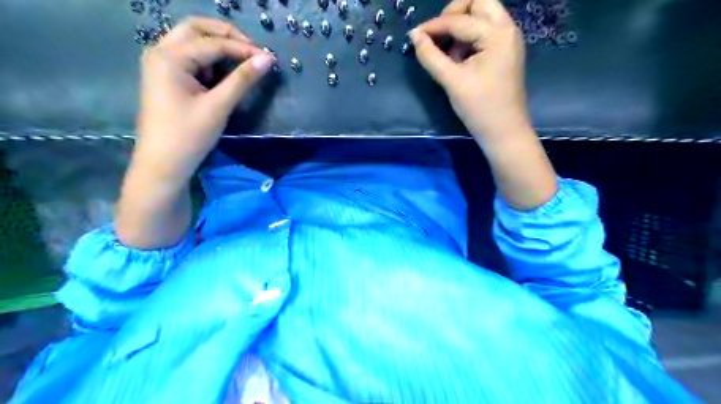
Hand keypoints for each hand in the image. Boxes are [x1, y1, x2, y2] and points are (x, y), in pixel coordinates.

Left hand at [117, 20, 274, 249]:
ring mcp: (161, 64)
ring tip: (244, 61)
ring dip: (218, 46)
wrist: (163, 163)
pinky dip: (210, 60)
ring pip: (192, 41)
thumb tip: (267, 59)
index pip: (212, 43)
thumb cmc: (189, 135)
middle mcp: (161, 52)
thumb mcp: (218, 106)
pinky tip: (225, 73)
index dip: (243, 49)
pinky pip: (191, 58)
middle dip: (227, 36)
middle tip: (253, 50)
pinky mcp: (167, 77)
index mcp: (169, 57)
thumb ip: (242, 80)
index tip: (269, 58)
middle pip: (196, 29)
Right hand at [412, 0, 555, 208]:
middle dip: (455, 12)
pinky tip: (459, 58)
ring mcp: (508, 40)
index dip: (434, 26)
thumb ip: (431, 57)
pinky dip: (469, 37)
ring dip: (462, 25)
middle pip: (479, 2)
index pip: (460, 20)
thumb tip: (415, 36)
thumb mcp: (452, 82)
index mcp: (497, 34)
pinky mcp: (504, 51)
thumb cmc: (480, 108)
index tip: (414, 35)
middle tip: (437, 33)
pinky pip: (485, 31)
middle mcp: (507, 29)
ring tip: (449, 52)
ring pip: (483, 14)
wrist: (504, 132)